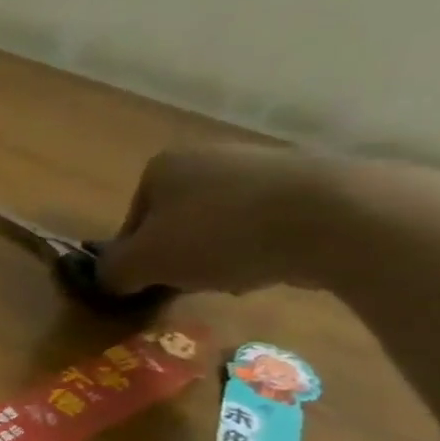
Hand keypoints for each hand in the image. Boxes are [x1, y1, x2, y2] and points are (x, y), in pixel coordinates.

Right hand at [99, 145, 343, 295]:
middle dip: (182, 255)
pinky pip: (268, 224)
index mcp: (162, 166)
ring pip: (222, 224)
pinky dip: (264, 248)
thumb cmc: (218, 234)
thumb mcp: (145, 262)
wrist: (333, 217)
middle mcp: (208, 156)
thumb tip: (106, 280)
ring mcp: (262, 166)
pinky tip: (276, 266)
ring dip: (222, 255)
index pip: (133, 220)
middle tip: (193, 284)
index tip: (153, 282)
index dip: (138, 256)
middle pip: (178, 221)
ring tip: (239, 279)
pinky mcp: (311, 185)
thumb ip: (114, 271)